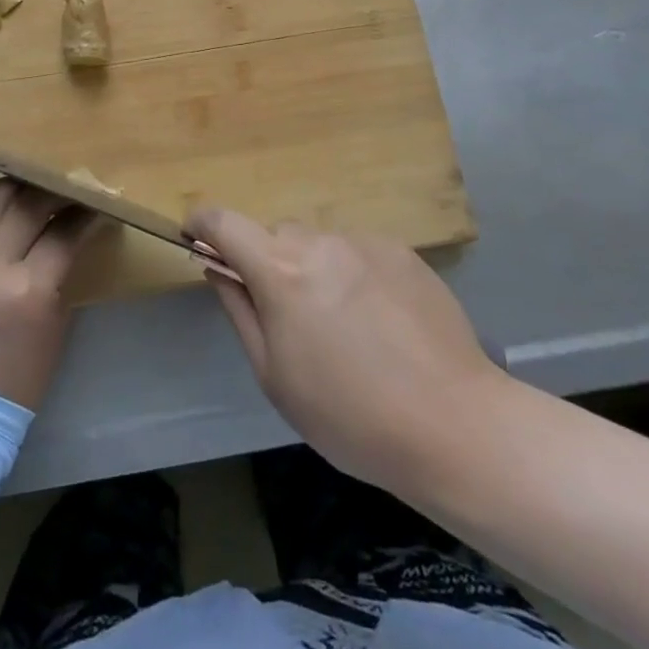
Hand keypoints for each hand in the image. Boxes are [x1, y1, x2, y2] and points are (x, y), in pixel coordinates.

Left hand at [0, 180, 97, 409]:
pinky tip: (16, 216)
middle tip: (75, 191)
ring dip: (26, 190)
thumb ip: (62, 270)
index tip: (100, 204)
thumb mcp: (55, 323)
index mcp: (26, 289)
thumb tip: (75, 232)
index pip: (63, 231)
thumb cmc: (21, 377)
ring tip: (44, 192)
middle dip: (57, 191)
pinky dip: (1, 211)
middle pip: (29, 202)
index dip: (87, 214)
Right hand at [185, 210, 505, 496]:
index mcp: (281, 271)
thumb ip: (240, 311)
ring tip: (345, 327)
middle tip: (288, 316)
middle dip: (270, 263)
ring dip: (314, 270)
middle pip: (277, 236)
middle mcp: (320, 242)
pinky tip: (380, 323)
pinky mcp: (401, 251)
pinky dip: (353, 275)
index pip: (225, 222)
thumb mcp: (276, 377)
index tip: (193, 235)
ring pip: (320, 244)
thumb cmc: (351, 416)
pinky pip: (358, 252)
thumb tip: (218, 268)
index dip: (202, 224)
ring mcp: (365, 242)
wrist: (455, 425)